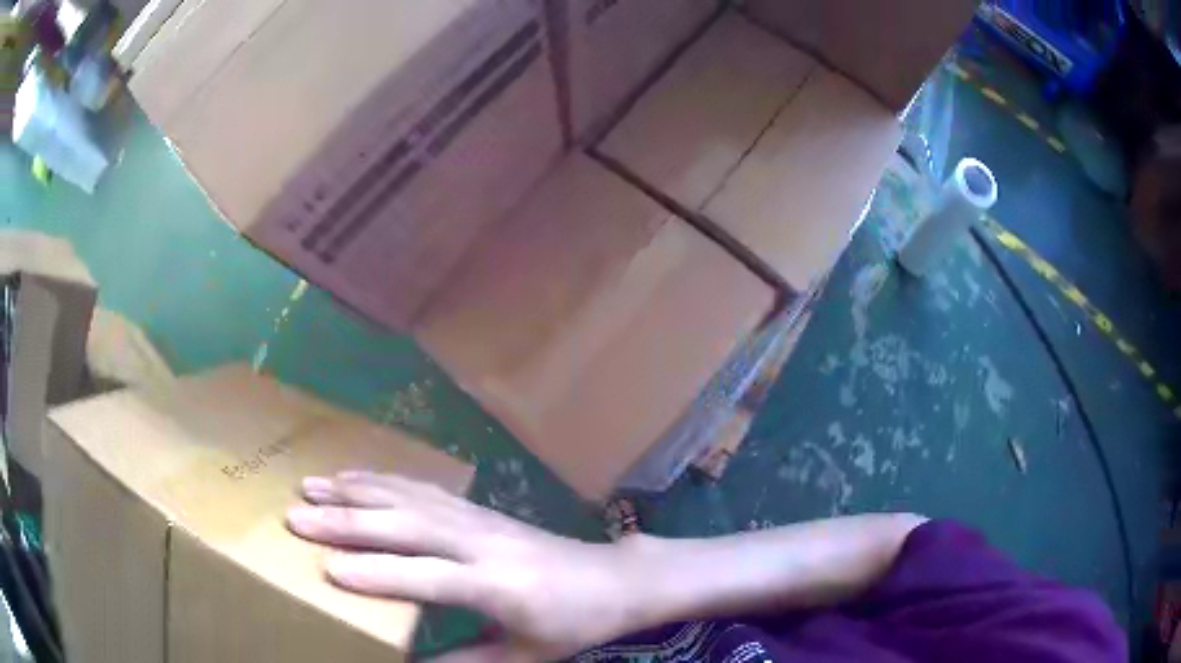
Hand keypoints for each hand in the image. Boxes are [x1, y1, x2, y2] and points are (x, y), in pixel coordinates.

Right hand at [286, 472, 643, 660]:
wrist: (612, 579)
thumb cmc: (571, 623)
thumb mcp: (525, 657)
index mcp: (497, 585)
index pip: (427, 577)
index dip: (378, 574)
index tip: (327, 569)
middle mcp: (482, 541)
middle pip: (407, 526)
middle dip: (347, 521)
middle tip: (295, 517)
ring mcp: (479, 518)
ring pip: (409, 497)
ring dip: (355, 490)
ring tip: (310, 485)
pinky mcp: (478, 508)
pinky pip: (424, 489)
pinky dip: (384, 480)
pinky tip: (356, 476)